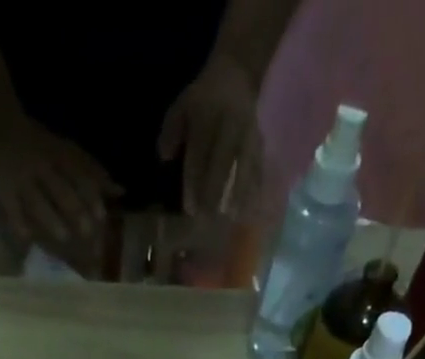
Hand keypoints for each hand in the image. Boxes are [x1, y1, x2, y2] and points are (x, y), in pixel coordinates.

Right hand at [0, 109, 122, 248]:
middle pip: (61, 189)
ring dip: (51, 218)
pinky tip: (28, 239)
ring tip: (64, 237)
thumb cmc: (37, 142)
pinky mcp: (3, 189)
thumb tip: (121, 190)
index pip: (79, 176)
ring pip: (38, 200)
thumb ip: (91, 171)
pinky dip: (20, 224)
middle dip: (75, 210)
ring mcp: (22, 178)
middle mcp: (43, 167)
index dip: (91, 196)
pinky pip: (13, 209)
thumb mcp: (66, 150)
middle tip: (88, 234)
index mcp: (59, 156)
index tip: (102, 217)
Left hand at [158, 55, 263, 215]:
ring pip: (244, 162)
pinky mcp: (259, 136)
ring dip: (239, 191)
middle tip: (208, 218)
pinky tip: (252, 203)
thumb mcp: (181, 108)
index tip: (190, 208)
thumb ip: (171, 133)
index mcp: (206, 117)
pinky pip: (258, 160)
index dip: (194, 183)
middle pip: (222, 162)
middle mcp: (228, 123)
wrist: (235, 73)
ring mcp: (246, 130)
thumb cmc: (202, 100)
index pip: (199, 155)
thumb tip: (165, 158)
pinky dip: (256, 182)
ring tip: (233, 215)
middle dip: (214, 192)